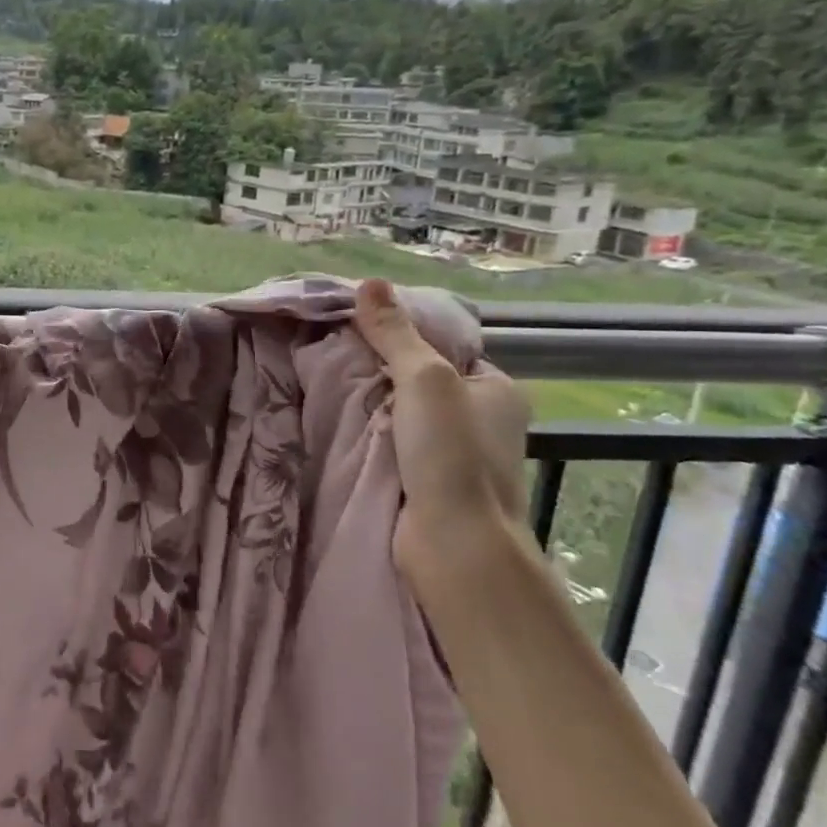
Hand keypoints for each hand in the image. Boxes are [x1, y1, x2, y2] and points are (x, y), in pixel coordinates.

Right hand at [353, 278, 531, 581]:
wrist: (455, 544)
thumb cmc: (451, 454)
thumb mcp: (424, 378)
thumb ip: (395, 333)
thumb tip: (370, 282)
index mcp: (498, 389)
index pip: (445, 349)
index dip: (405, 336)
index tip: (360, 329)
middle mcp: (483, 421)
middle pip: (422, 381)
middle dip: (381, 371)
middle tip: (336, 355)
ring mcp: (457, 455)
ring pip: (405, 415)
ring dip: (372, 406)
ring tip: (329, 384)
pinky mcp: (430, 483)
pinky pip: (395, 444)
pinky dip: (371, 435)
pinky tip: (341, 423)